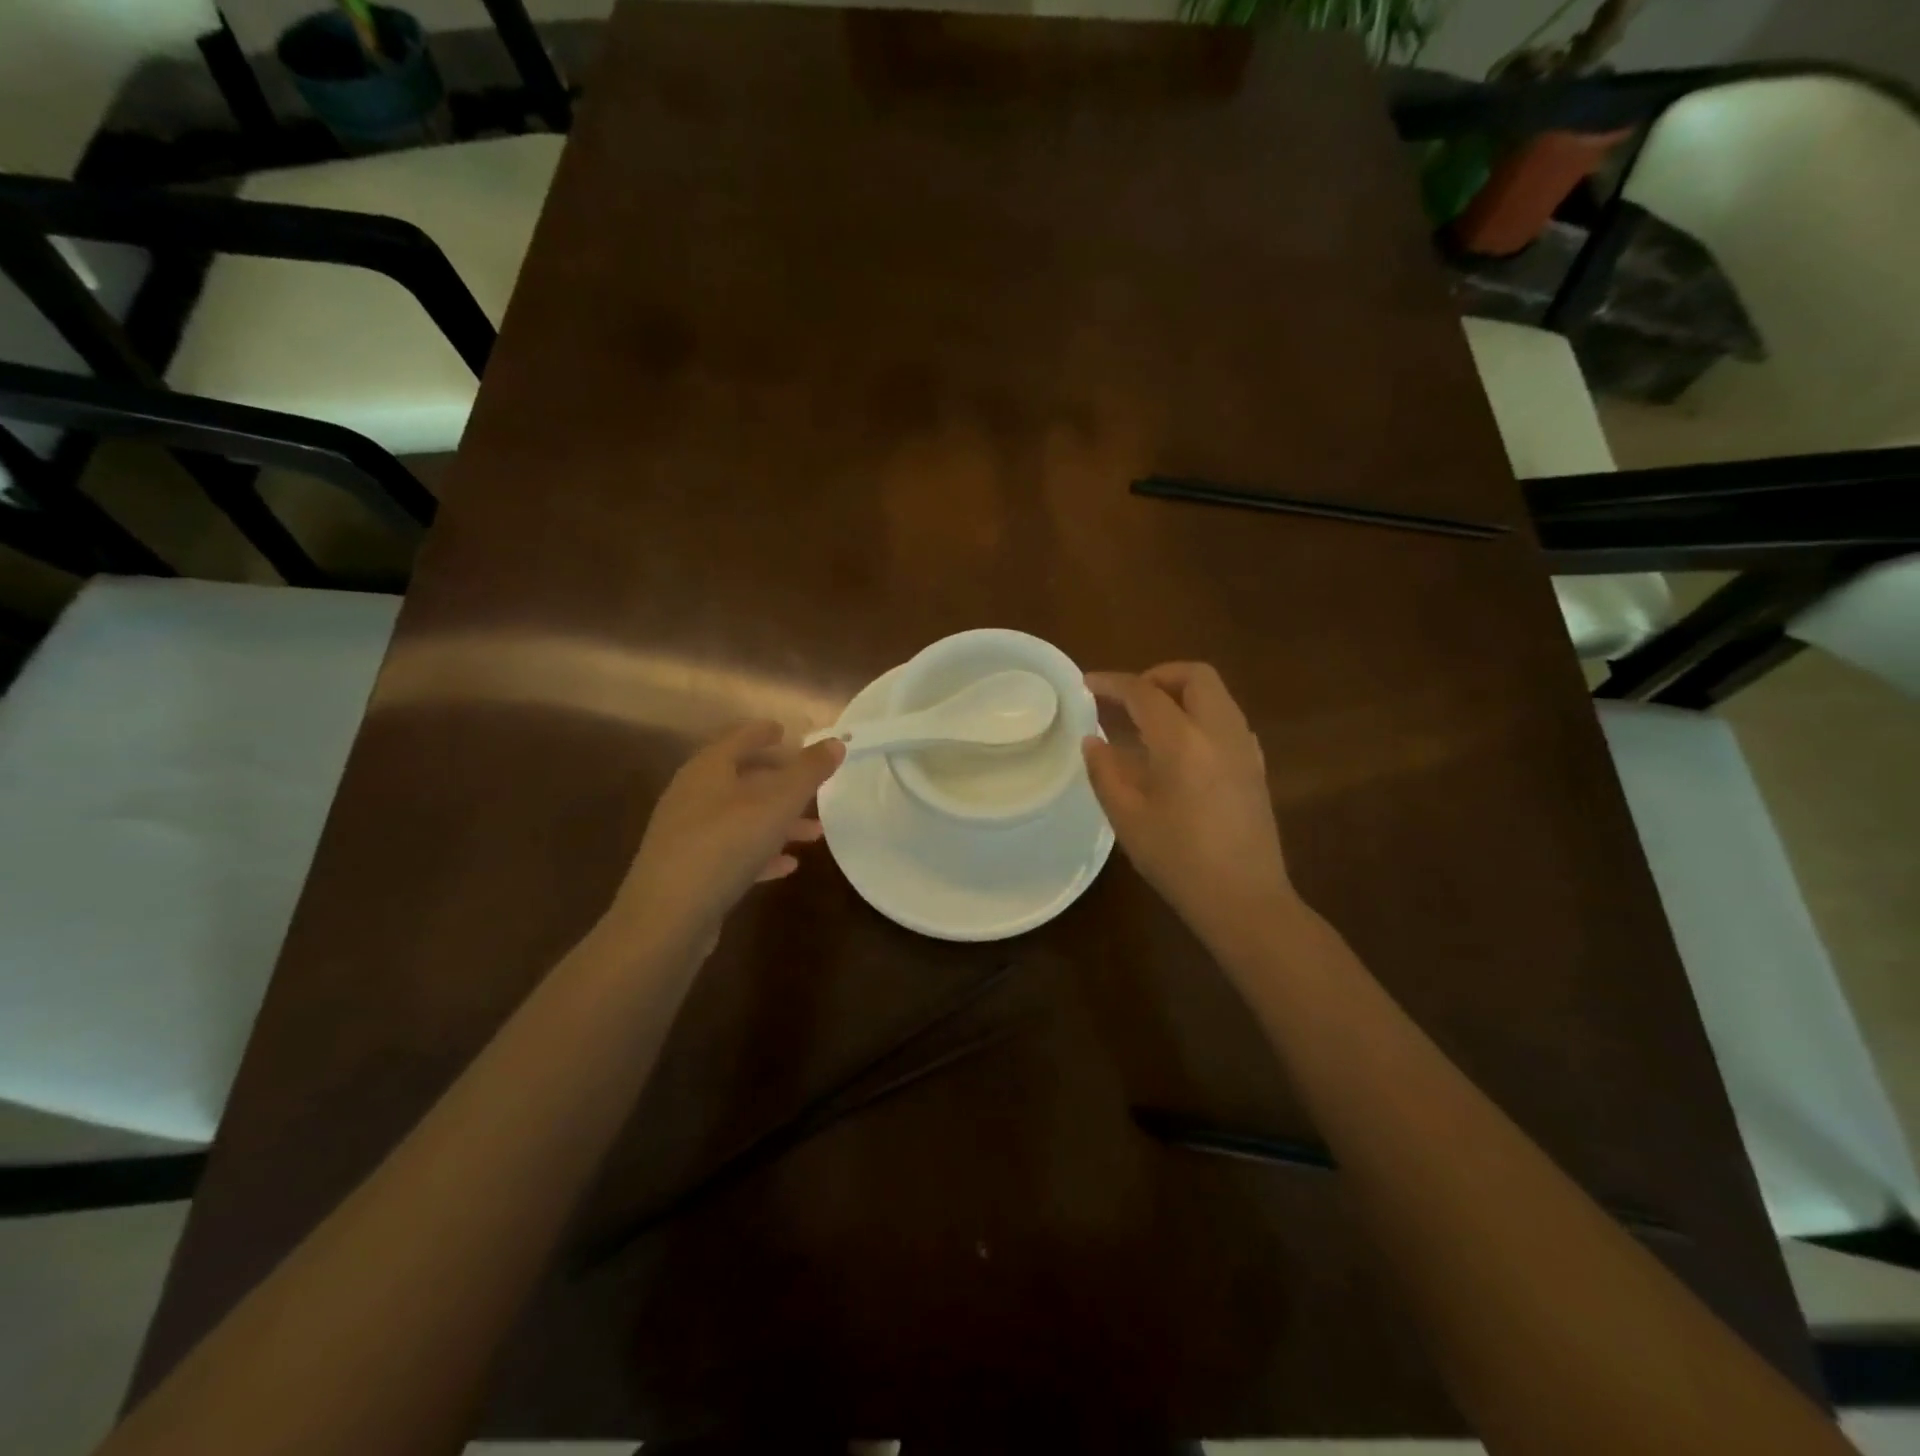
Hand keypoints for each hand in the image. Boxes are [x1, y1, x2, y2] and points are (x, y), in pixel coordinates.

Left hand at [612, 722, 844, 956]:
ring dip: (778, 821)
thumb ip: (809, 772)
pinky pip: (733, 852)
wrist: (668, 917)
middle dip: (779, 781)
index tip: (785, 731)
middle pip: (741, 778)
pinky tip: (786, 866)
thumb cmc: (725, 845)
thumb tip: (835, 742)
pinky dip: (761, 853)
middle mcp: (693, 795)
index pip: (739, 738)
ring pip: (741, 817)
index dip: (764, 732)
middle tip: (810, 784)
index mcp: (708, 769)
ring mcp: (688, 834)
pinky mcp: (690, 870)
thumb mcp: (777, 804)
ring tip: (815, 834)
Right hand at [1083, 663, 1296, 957]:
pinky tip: (1179, 749)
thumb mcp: (1128, 818)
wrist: (1244, 900)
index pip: (1144, 692)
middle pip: (1194, 675)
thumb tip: (1094, 741)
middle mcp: (1220, 732)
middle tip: (1127, 700)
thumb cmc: (1178, 860)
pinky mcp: (1256, 766)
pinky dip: (1199, 715)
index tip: (1086, 685)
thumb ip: (1105, 771)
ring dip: (1180, 694)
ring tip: (1148, 723)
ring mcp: (1245, 747)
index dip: (1112, 683)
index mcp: (1183, 741)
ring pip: (1216, 694)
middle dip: (1157, 676)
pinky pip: (1227, 719)